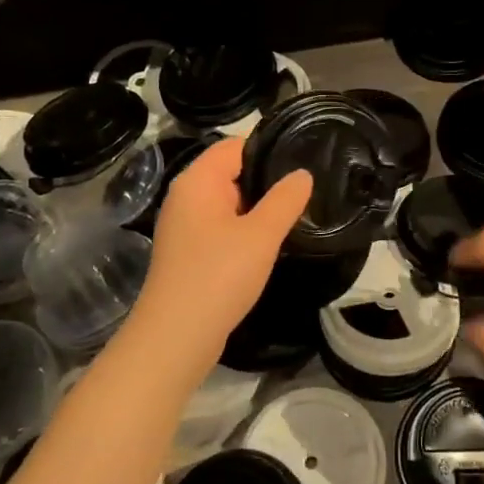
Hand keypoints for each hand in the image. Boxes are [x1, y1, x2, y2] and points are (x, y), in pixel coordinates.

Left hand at [133, 138, 310, 364]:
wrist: (176, 337)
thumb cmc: (219, 276)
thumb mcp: (261, 235)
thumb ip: (285, 200)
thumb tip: (302, 174)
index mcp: (197, 181)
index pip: (236, 146)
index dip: (269, 149)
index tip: (304, 161)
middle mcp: (186, 197)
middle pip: (231, 173)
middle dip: (267, 181)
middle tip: (307, 190)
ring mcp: (185, 226)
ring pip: (229, 203)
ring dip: (258, 209)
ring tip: (296, 215)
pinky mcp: (189, 253)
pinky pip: (222, 228)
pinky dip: (245, 231)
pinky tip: (269, 244)